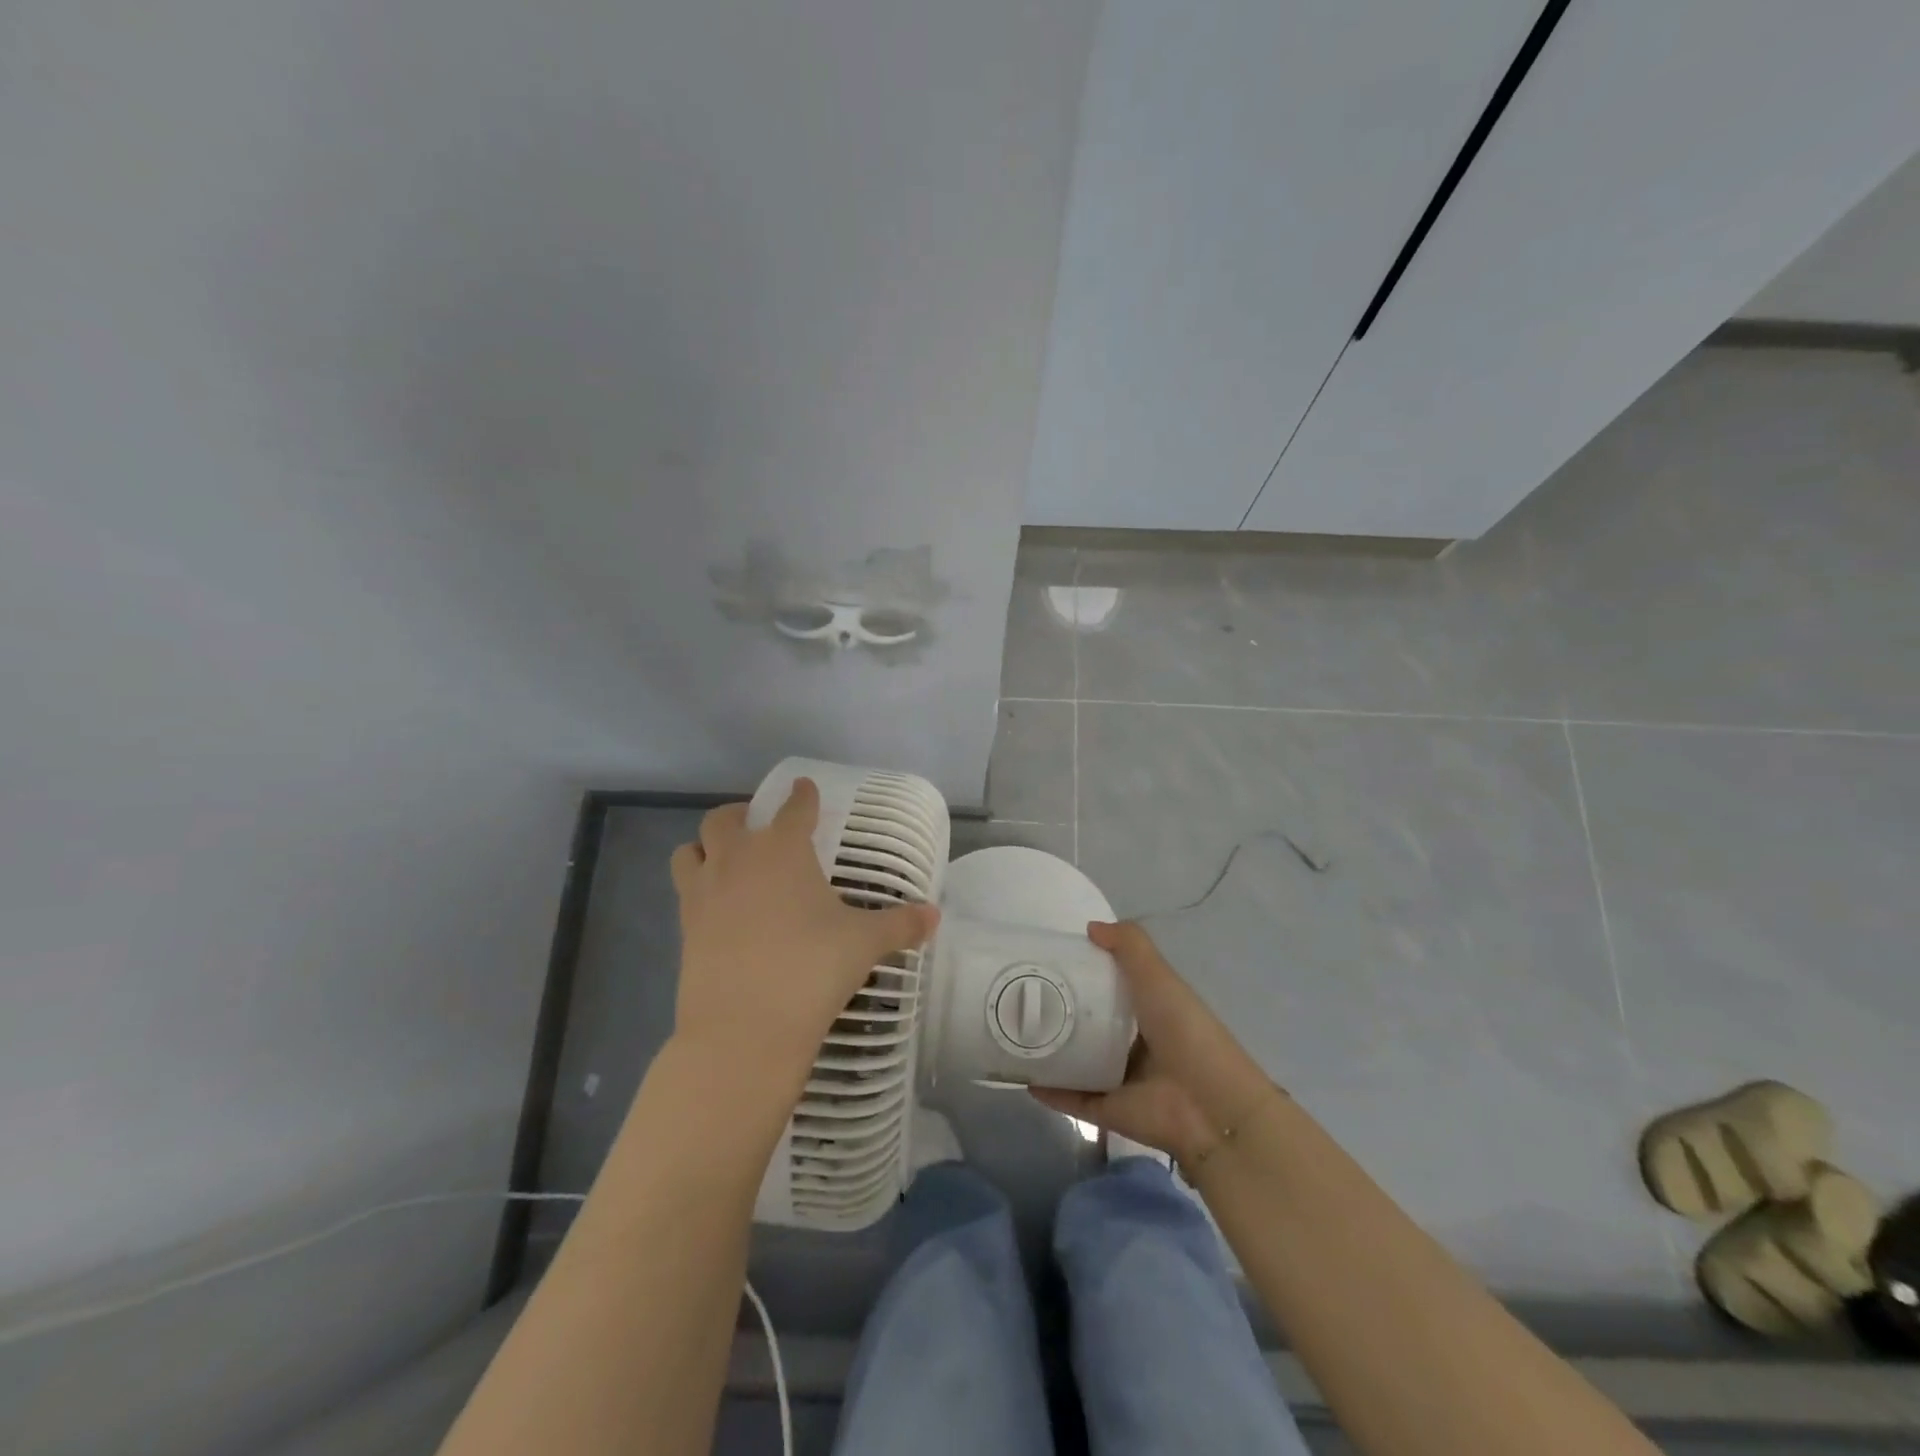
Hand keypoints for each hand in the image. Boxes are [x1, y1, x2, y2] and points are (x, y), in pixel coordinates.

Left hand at [669, 779, 938, 1093]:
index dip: (803, 795)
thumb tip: (935, 916)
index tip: (804, 788)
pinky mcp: (683, 927)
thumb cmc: (811, 969)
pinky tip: (720, 907)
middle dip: (742, 815)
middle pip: (725, 819)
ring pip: (689, 849)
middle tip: (760, 827)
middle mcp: (737, 859)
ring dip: (706, 846)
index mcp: (783, 849)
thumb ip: (900, 925)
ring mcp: (704, 892)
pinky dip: (698, 886)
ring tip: (726, 860)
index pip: (794, 808)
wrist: (745, 1027)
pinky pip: (684, 889)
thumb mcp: (864, 944)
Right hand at [1031, 921, 1276, 1165]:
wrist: (1211, 1106)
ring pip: (1077, 1062)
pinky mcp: (1109, 1110)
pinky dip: (1050, 1090)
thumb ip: (1130, 946)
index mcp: (1149, 1011)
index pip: (1110, 988)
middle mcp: (1134, 1043)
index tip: (1047, 961)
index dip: (1083, 974)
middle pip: (1089, 1025)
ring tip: (1012, 1032)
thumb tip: (1091, 927)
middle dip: (1059, 1012)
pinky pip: (1073, 1098)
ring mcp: (1120, 1079)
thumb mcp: (1159, 977)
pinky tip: (1022, 1075)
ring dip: (1050, 1051)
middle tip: (1020, 996)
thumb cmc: (1185, 1031)